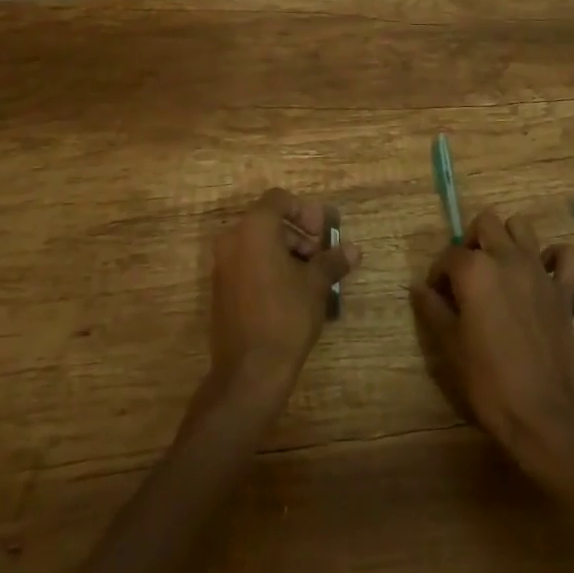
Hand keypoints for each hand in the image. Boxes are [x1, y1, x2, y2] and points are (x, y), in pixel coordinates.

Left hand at [210, 188, 359, 396]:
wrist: (249, 372)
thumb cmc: (285, 316)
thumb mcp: (316, 285)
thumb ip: (333, 261)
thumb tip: (353, 250)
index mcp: (254, 228)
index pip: (279, 199)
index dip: (304, 212)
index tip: (322, 234)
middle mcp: (232, 239)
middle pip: (268, 221)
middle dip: (298, 235)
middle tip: (320, 258)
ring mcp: (222, 265)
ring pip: (257, 244)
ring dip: (285, 253)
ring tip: (309, 279)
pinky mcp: (220, 290)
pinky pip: (247, 264)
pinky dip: (268, 268)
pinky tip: (290, 294)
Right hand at [410, 207, 573, 453]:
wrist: (545, 414)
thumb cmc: (490, 382)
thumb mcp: (450, 347)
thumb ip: (434, 310)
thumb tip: (419, 288)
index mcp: (474, 270)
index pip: (449, 255)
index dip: (439, 274)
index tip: (438, 296)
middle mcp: (506, 258)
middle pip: (486, 223)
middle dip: (473, 241)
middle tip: (468, 274)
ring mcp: (538, 271)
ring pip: (522, 227)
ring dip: (509, 239)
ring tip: (501, 267)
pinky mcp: (564, 289)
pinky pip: (569, 255)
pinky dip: (557, 257)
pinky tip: (545, 272)